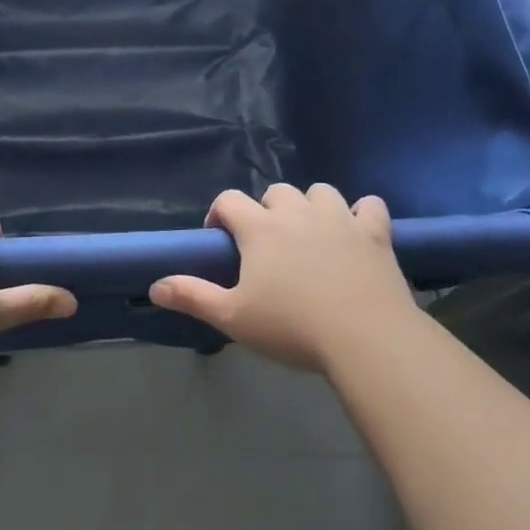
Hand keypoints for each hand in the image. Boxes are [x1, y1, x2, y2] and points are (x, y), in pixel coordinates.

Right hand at [151, 184, 417, 371]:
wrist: (365, 337)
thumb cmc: (292, 327)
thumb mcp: (233, 318)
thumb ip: (193, 296)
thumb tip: (155, 285)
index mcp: (260, 228)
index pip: (229, 200)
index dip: (220, 213)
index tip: (221, 239)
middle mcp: (298, 212)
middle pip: (276, 192)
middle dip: (266, 210)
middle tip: (267, 245)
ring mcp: (340, 219)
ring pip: (320, 192)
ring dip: (311, 206)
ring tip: (310, 235)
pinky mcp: (375, 232)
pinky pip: (369, 206)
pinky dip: (361, 214)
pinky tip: (357, 232)